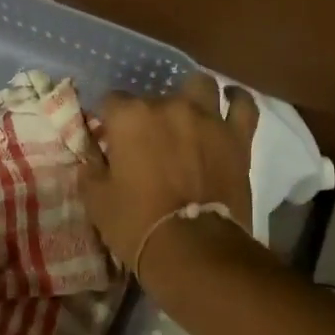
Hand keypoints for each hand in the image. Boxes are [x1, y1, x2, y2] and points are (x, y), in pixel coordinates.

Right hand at [82, 72, 258, 268]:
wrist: (194, 250)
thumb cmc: (137, 224)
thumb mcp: (97, 202)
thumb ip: (91, 171)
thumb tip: (91, 159)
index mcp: (130, 117)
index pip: (112, 101)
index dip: (110, 120)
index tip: (111, 139)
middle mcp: (169, 105)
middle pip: (155, 95)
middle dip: (150, 115)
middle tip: (150, 141)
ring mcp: (207, 118)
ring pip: (200, 85)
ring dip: (192, 95)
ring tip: (189, 113)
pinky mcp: (237, 136)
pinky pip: (243, 105)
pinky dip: (237, 100)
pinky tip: (230, 101)